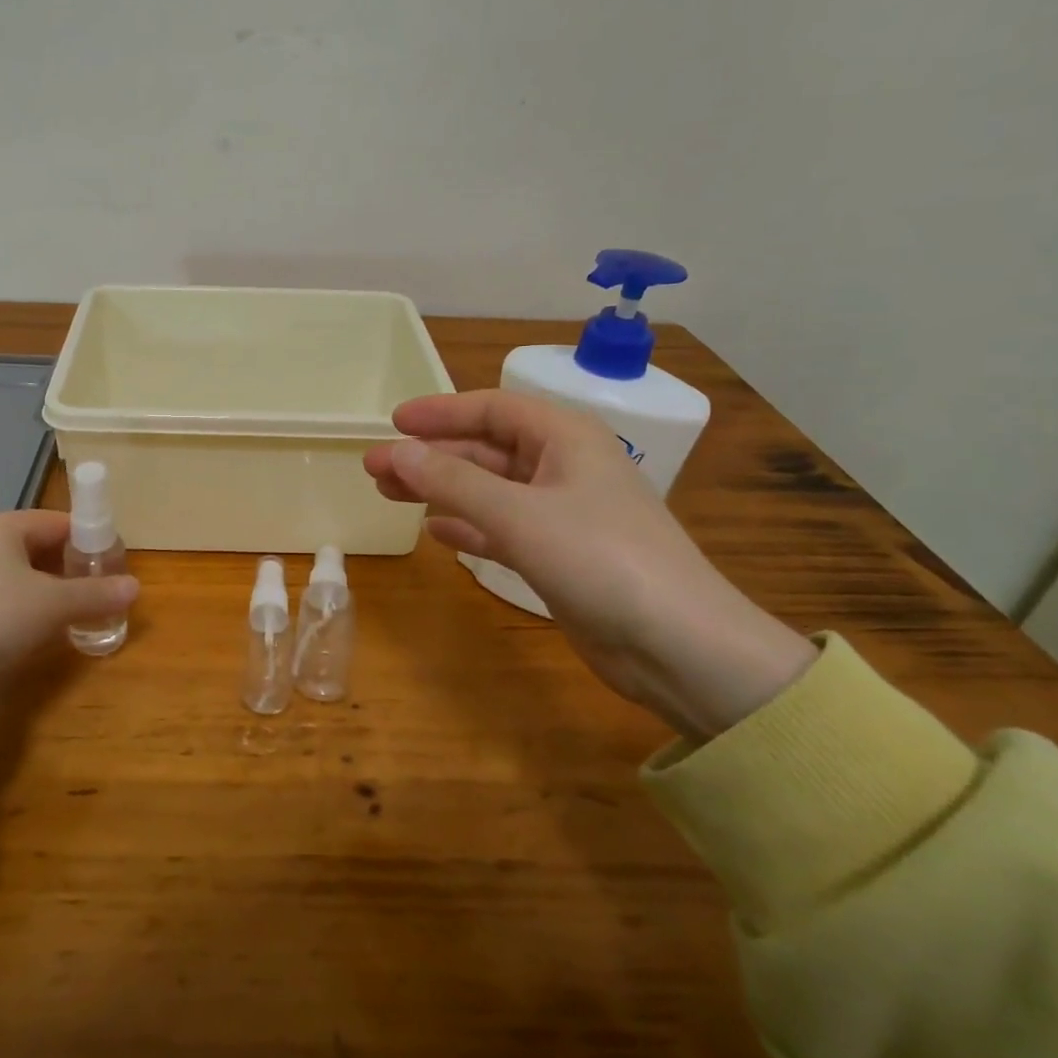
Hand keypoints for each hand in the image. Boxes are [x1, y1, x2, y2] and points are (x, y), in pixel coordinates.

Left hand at [0, 511, 139, 680]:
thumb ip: (96, 593)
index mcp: (3, 526)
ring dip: (52, 586)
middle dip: (72, 565)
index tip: (112, 562)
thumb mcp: (55, 603)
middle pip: (41, 545)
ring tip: (79, 607)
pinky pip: (5, 592)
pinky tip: (45, 623)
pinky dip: (29, 602)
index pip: (58, 522)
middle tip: (99, 587)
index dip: (89, 539)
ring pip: (23, 571)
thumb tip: (135, 587)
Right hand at [365, 391, 814, 738]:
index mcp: (566, 438)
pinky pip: (502, 526)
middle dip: (430, 456)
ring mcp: (563, 513)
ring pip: (489, 488)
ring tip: (391, 494)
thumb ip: (452, 480)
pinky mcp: (561, 554)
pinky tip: (436, 530)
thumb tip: (395, 452)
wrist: (682, 649)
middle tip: (376, 467)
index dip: (440, 412)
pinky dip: (468, 524)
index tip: (393, 422)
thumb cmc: (601, 560)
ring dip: (442, 488)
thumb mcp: (518, 514)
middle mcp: (564, 467)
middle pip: (485, 449)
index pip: (492, 408)